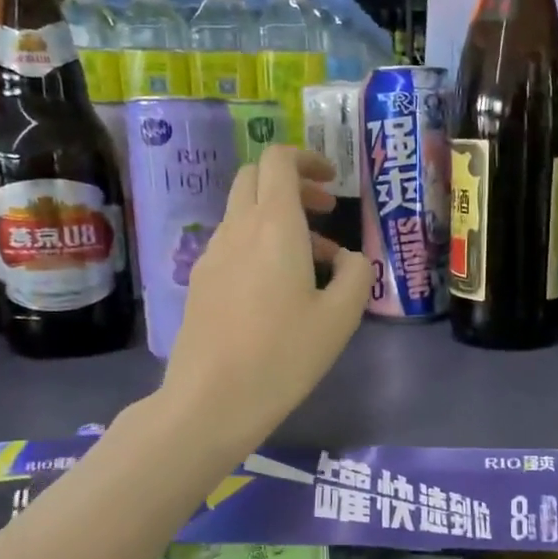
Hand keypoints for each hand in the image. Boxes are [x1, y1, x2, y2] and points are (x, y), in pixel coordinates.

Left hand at [162, 146, 368, 453]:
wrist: (212, 400)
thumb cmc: (283, 355)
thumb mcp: (340, 318)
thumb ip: (356, 275)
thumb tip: (350, 258)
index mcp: (274, 225)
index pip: (279, 160)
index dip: (307, 158)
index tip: (333, 181)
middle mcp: (237, 229)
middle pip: (256, 179)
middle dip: (292, 183)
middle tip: (324, 211)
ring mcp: (212, 255)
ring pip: (244, 213)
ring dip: (279, 218)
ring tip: (316, 261)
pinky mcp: (201, 282)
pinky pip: (233, 243)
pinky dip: (260, 244)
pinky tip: (280, 289)